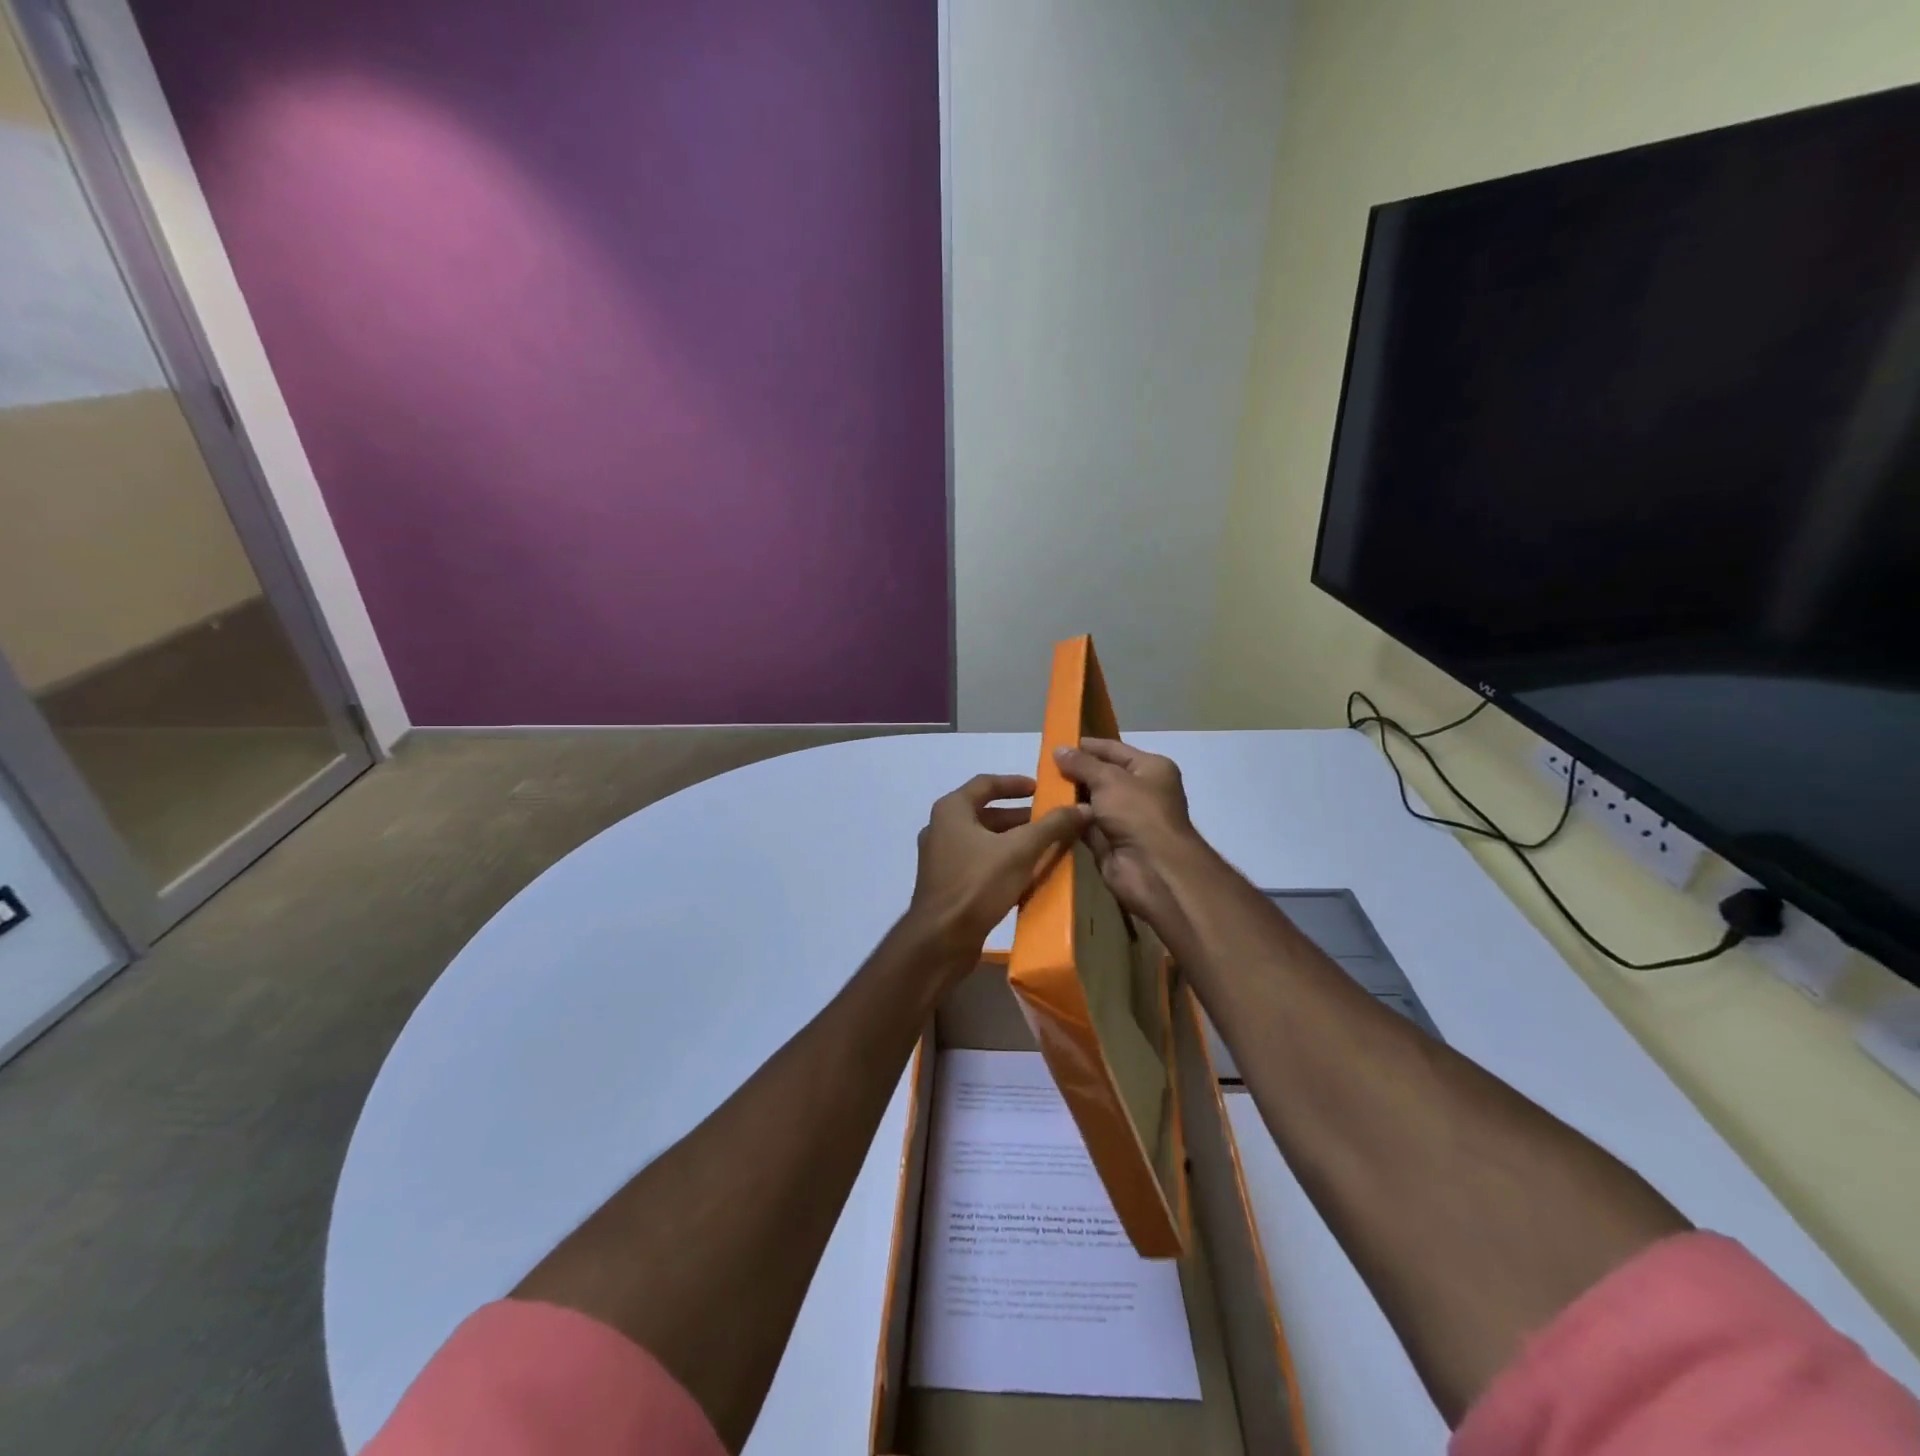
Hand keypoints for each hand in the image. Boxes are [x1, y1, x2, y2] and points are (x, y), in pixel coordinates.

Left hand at [908, 774, 1089, 963]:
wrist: (941, 940)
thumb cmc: (977, 884)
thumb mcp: (1020, 850)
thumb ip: (1052, 826)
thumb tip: (1084, 807)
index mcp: (951, 810)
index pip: (986, 783)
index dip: (1015, 783)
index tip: (1041, 789)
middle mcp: (941, 828)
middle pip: (985, 813)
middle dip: (1019, 817)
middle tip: (1050, 822)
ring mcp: (940, 858)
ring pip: (983, 840)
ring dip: (1012, 841)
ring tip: (1045, 847)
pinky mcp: (946, 884)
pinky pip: (978, 863)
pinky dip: (1001, 862)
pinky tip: (1026, 875)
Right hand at [1053, 739, 1201, 935]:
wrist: (1152, 869)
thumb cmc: (1137, 813)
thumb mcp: (1109, 779)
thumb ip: (1082, 764)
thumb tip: (1059, 749)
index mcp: (1150, 768)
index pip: (1114, 749)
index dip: (1086, 746)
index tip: (1056, 744)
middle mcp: (1140, 791)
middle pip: (1102, 775)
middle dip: (1074, 772)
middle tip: (1041, 767)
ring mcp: (1125, 818)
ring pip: (1092, 802)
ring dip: (1069, 797)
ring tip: (1038, 787)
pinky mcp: (1110, 842)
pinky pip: (1085, 825)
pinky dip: (1069, 820)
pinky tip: (1046, 812)